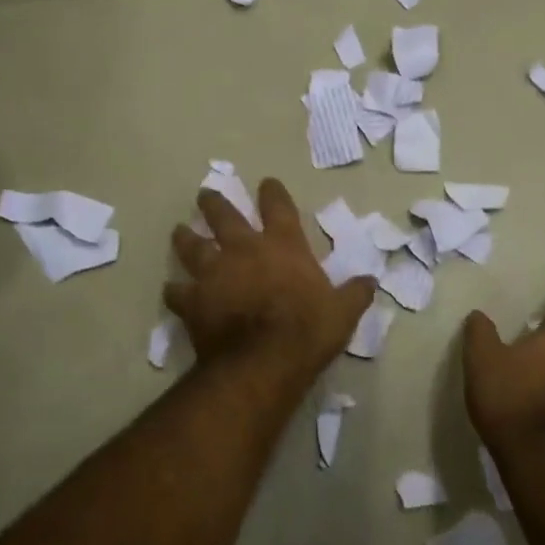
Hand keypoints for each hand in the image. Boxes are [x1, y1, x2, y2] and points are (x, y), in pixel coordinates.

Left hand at [166, 178, 374, 391]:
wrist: (262, 362)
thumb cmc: (308, 330)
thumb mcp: (343, 312)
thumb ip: (355, 293)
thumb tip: (372, 281)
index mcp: (283, 245)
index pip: (278, 207)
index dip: (272, 192)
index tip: (266, 182)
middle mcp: (244, 250)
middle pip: (224, 216)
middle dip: (215, 203)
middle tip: (205, 194)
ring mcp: (214, 273)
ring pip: (193, 246)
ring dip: (186, 237)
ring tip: (179, 231)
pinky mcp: (193, 301)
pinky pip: (177, 292)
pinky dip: (175, 291)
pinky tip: (172, 291)